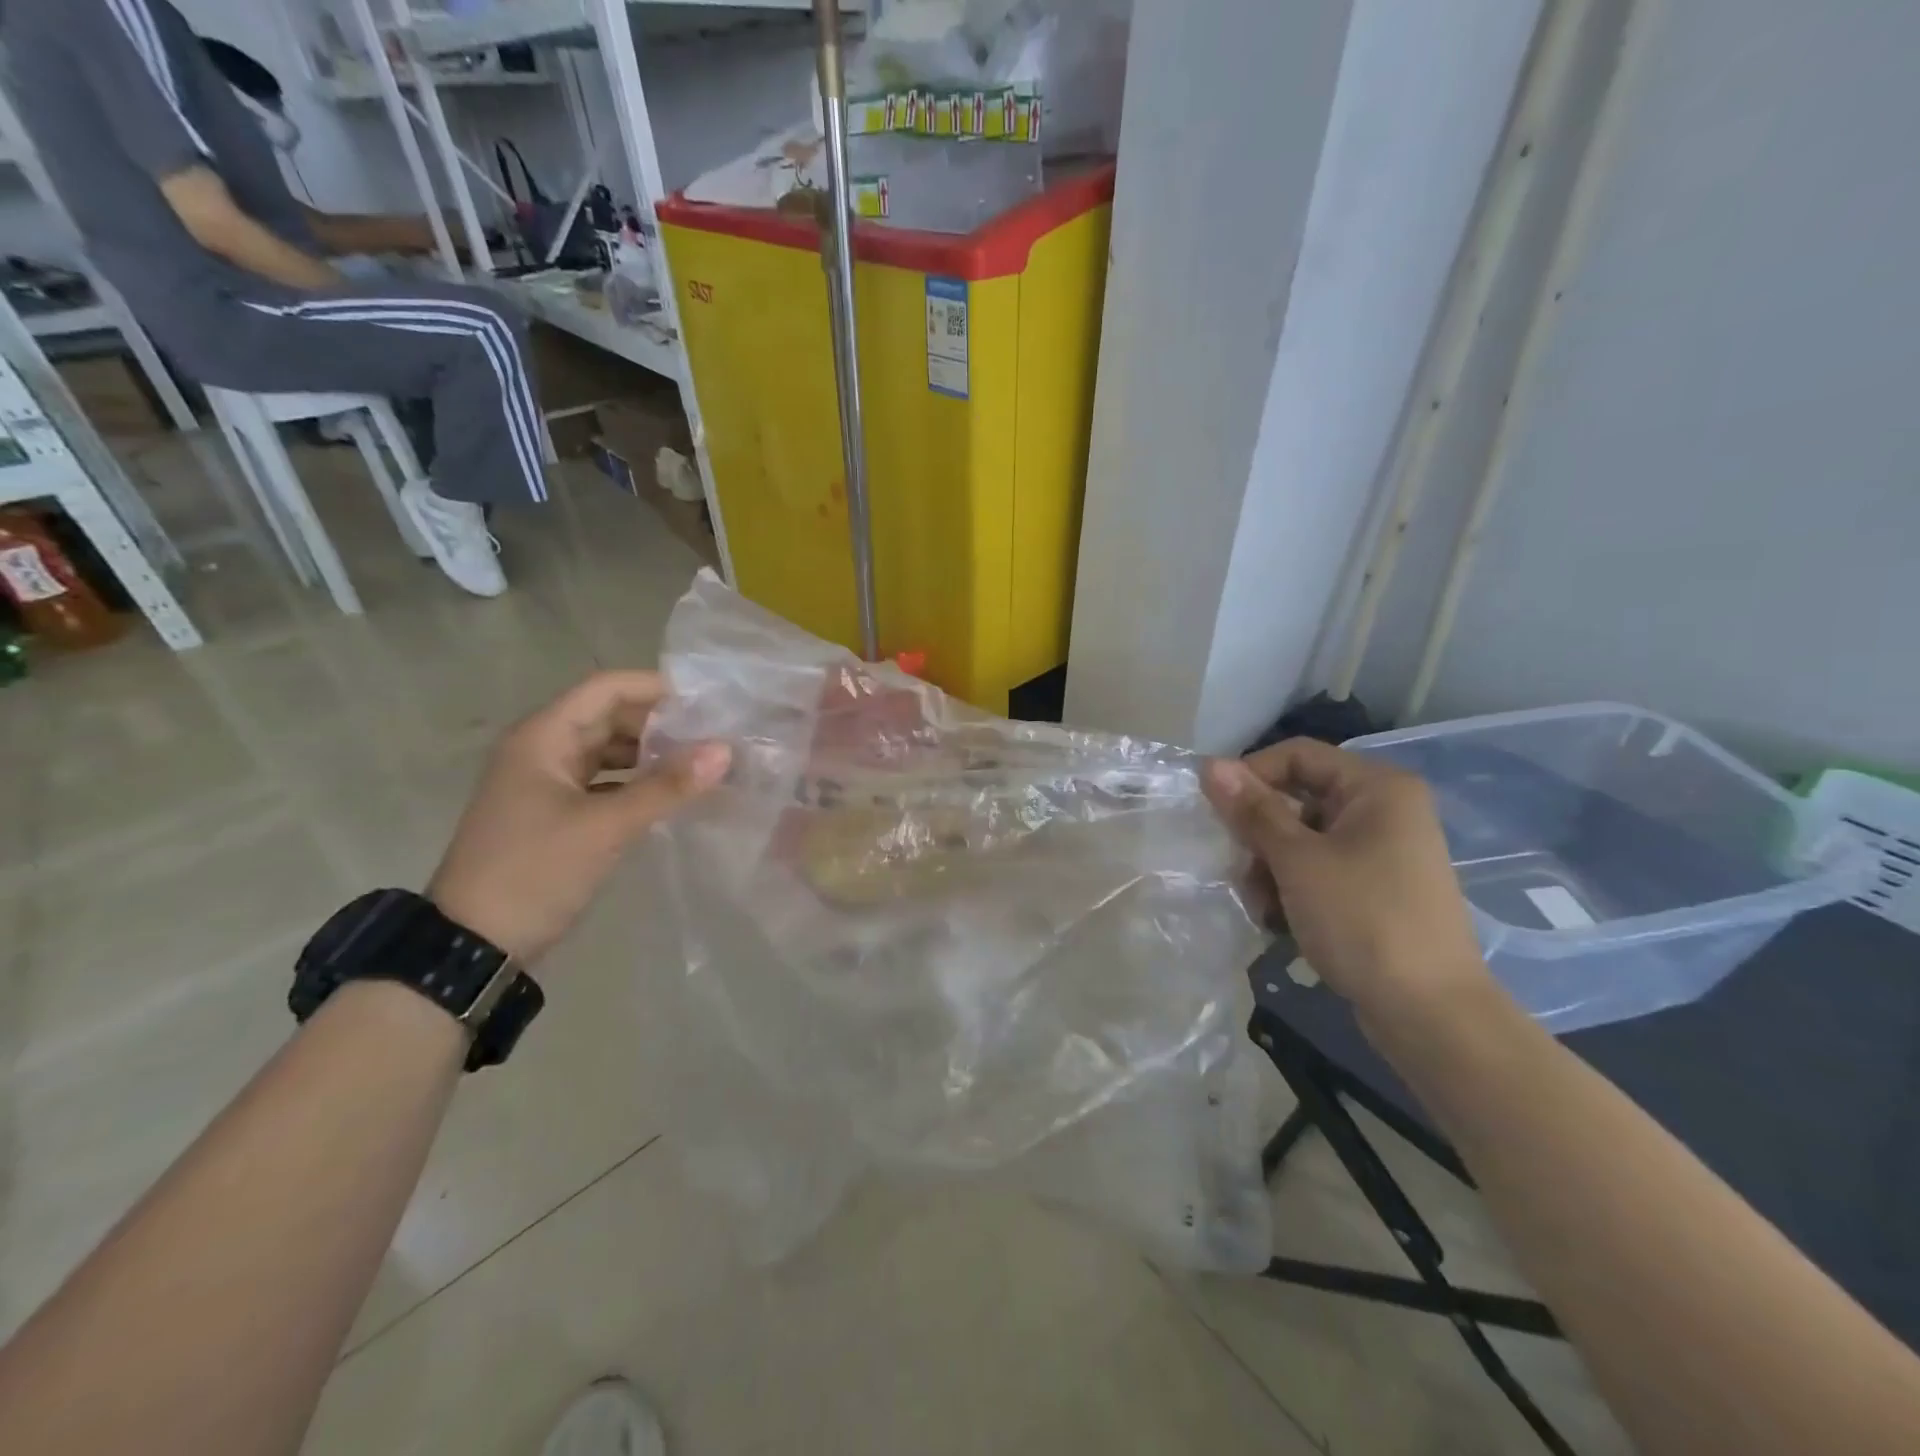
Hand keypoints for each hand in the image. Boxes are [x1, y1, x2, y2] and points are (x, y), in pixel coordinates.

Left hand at [428, 671, 728, 963]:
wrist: (472, 944)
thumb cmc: (534, 871)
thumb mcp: (606, 826)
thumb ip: (667, 786)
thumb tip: (725, 750)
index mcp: (543, 737)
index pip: (606, 688)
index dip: (656, 688)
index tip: (707, 702)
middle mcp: (542, 749)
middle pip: (609, 717)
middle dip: (660, 724)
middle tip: (714, 736)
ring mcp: (545, 782)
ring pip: (607, 751)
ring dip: (650, 754)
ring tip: (701, 764)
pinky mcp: (553, 813)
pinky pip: (603, 782)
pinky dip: (636, 783)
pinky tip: (670, 795)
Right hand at [1202, 739, 1493, 1028]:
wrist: (1429, 1013)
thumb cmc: (1363, 920)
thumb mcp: (1297, 861)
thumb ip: (1253, 810)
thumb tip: (1209, 765)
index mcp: (1376, 788)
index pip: (1297, 756)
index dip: (1250, 775)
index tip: (1215, 811)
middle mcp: (1383, 810)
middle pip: (1298, 798)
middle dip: (1259, 833)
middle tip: (1240, 867)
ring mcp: (1382, 852)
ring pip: (1302, 838)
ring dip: (1270, 866)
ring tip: (1260, 904)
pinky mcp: (1375, 889)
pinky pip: (1319, 869)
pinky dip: (1292, 888)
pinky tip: (1277, 920)